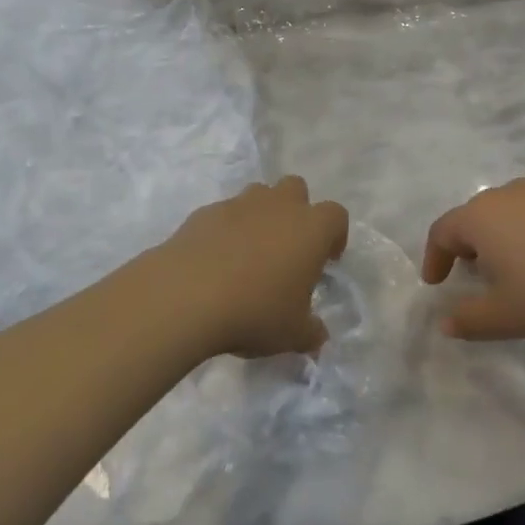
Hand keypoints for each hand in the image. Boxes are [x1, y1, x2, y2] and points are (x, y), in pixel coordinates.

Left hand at [151, 177, 348, 359]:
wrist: (187, 295)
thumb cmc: (255, 311)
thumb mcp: (293, 334)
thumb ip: (311, 332)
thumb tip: (317, 335)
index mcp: (311, 228)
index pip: (336, 216)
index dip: (334, 235)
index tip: (326, 261)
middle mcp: (279, 206)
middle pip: (296, 188)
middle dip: (296, 210)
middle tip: (288, 248)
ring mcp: (240, 204)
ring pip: (259, 194)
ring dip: (261, 215)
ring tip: (251, 253)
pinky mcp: (206, 212)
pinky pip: (225, 213)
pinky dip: (226, 229)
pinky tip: (216, 261)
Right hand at [422, 180, 524, 339]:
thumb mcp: (508, 315)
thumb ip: (470, 320)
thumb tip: (445, 321)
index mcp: (480, 217)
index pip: (442, 232)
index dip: (434, 259)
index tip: (436, 284)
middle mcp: (506, 195)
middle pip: (474, 218)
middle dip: (468, 249)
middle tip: (474, 279)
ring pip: (508, 214)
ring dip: (502, 241)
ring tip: (516, 272)